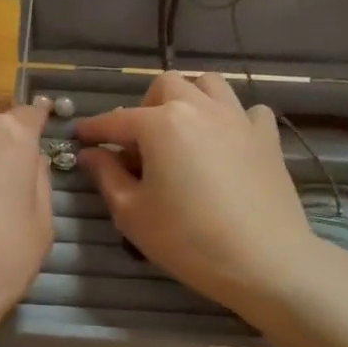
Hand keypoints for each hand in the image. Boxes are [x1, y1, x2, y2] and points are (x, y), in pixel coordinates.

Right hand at [75, 73, 335, 325]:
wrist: (266, 261)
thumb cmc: (189, 240)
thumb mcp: (133, 213)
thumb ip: (106, 176)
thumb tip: (90, 154)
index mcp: (161, 124)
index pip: (116, 120)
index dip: (94, 129)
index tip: (80, 137)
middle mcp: (199, 108)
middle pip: (165, 86)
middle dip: (145, 107)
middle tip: (139, 142)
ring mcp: (238, 119)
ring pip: (209, 85)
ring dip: (189, 98)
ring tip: (182, 130)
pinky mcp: (267, 137)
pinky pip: (248, 111)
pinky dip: (233, 119)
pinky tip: (227, 143)